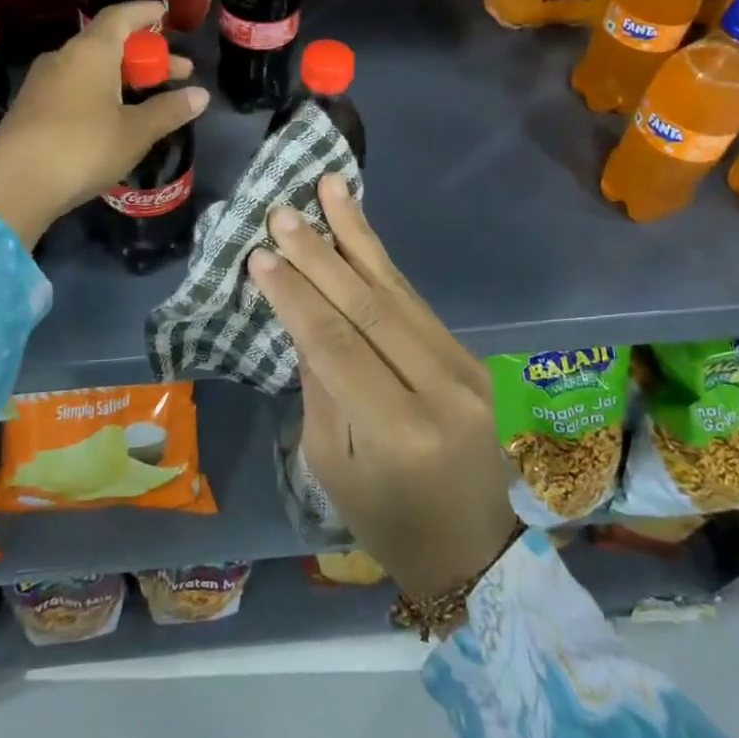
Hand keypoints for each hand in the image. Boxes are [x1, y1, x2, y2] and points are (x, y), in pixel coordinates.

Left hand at [0, 1, 207, 248]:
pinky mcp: (30, 108)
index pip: (120, 16)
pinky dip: (100, 90)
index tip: (164, 14)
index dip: (144, 13)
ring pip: (90, 67)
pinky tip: (112, 116)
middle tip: (178, 72)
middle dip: (146, 56)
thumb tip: (201, 95)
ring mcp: (41, 82)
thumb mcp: (135, 132)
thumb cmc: (83, 149)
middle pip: (109, 43)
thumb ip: (168, 110)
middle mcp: (63, 57)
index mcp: (90, 52)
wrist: (14, 187)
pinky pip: (73, 86)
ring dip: (123, 75)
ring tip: (148, 96)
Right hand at [248, 175, 518, 599]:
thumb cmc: (389, 522)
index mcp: (399, 432)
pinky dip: (383, 261)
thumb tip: (301, 315)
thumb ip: (319, 387)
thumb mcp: (333, 467)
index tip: (259, 256)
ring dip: (357, 235)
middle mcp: (441, 390)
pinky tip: (359, 229)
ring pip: (399, 290)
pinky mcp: (474, 356)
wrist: (479, 550)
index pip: (336, 347)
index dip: (295, 298)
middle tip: (283, 212)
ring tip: (329, 187)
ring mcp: (467, 368)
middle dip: (320, 254)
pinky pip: (417, 301)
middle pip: (370, 307)